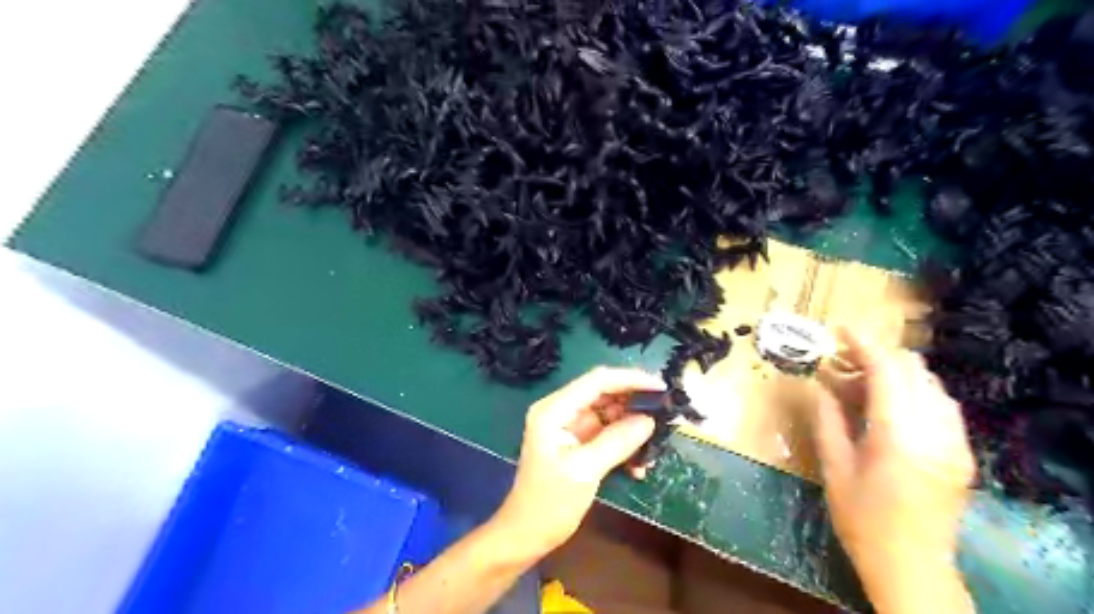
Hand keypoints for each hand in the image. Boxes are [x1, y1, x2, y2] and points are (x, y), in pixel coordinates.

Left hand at [490, 368, 662, 562]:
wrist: (527, 534)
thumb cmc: (549, 503)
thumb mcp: (585, 471)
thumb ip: (617, 442)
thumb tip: (650, 420)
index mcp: (554, 410)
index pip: (597, 381)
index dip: (630, 379)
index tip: (661, 388)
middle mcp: (562, 410)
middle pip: (605, 393)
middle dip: (635, 403)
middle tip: (667, 414)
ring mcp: (571, 426)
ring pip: (610, 413)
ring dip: (634, 427)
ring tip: (657, 443)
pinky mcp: (579, 441)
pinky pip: (608, 433)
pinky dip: (625, 444)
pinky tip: (639, 466)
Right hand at [810, 330, 973, 613]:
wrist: (912, 567)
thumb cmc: (862, 519)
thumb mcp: (834, 467)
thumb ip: (828, 419)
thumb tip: (819, 383)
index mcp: (899, 436)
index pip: (888, 371)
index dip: (864, 343)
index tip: (840, 328)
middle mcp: (935, 431)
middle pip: (914, 371)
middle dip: (877, 355)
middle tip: (840, 359)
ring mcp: (954, 441)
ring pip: (930, 384)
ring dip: (896, 372)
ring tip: (859, 379)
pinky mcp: (960, 451)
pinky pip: (940, 403)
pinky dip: (912, 390)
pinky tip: (887, 402)